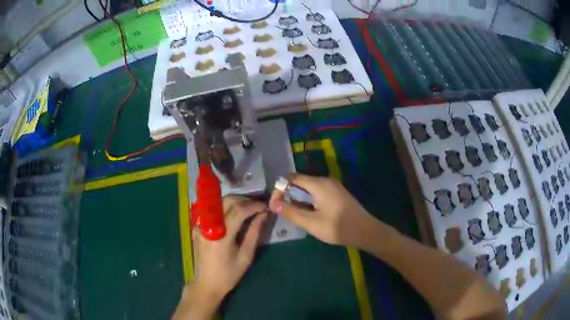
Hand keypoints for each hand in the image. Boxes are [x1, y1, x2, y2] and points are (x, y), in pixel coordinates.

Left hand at [173, 196, 267, 319]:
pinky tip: (233, 215)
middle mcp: (209, 225)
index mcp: (221, 235)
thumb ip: (254, 233)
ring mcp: (201, 225)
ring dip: (235, 202)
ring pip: (219, 203)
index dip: (254, 206)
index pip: (239, 210)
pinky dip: (225, 208)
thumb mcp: (246, 256)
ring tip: (248, 209)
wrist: (207, 283)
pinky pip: (213, 211)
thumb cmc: (229, 274)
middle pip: (227, 201)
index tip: (265, 206)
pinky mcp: (198, 227)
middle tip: (258, 206)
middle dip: (245, 201)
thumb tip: (263, 215)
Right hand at [269, 174, 378, 247]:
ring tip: (296, 215)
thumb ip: (291, 212)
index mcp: (318, 184)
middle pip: (300, 182)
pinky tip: (310, 214)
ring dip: (299, 199)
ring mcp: (333, 186)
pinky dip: (309, 200)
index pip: (291, 178)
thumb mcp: (311, 222)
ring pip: (309, 188)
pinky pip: (318, 192)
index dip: (280, 189)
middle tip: (284, 212)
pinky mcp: (338, 194)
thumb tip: (273, 203)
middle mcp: (325, 180)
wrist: (365, 231)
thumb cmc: (337, 227)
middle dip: (289, 195)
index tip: (275, 205)